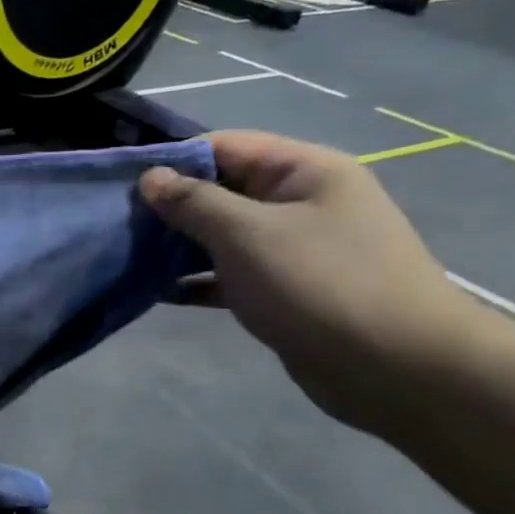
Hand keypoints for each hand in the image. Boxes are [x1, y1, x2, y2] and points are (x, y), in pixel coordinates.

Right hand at [140, 131, 480, 431]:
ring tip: (129, 258)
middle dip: (171, 206)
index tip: (123, 185)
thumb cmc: (319, 284)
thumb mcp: (247, 234)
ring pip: (223, 235)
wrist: (395, 367)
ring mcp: (294, 248)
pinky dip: (198, 279)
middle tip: (119, 226)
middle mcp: (300, 202)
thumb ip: (194, 202)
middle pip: (222, 190)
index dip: (173, 161)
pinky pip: (231, 274)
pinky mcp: (285, 290)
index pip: (225, 146)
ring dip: (178, 245)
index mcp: (303, 171)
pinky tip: (159, 291)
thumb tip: (150, 177)